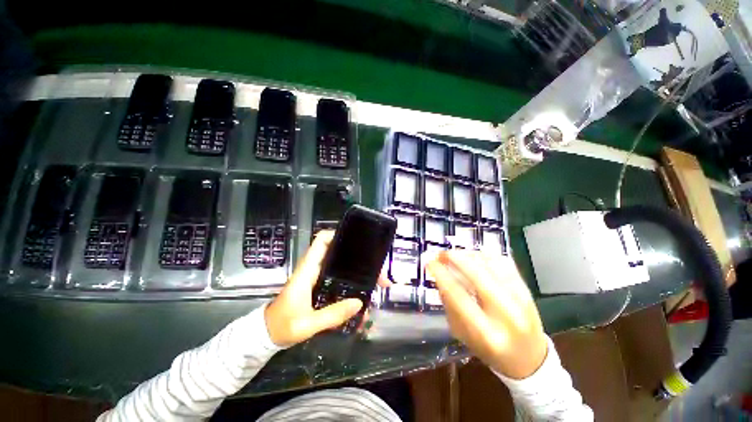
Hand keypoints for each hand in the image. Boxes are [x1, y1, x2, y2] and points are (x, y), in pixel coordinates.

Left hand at [265, 231, 387, 347]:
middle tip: (379, 273)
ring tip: (377, 284)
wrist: (266, 335)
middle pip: (340, 254)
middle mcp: (315, 269)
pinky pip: (340, 280)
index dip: (337, 235)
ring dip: (360, 273)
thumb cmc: (282, 326)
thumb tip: (359, 303)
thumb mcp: (307, 324)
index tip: (357, 240)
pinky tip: (364, 296)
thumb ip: (332, 315)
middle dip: (360, 259)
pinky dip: (353, 284)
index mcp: (308, 270)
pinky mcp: (321, 286)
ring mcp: (318, 278)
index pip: (321, 242)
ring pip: (343, 267)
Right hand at [426, 250, 546, 378]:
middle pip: (477, 274)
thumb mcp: (461, 334)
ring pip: (491, 264)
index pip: (458, 295)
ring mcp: (520, 300)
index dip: (441, 274)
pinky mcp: (527, 290)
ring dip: (469, 255)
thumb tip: (440, 276)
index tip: (430, 263)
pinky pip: (504, 262)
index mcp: (486, 332)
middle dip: (456, 258)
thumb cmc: (489, 349)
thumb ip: (449, 305)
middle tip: (442, 253)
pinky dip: (486, 255)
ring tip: (457, 256)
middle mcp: (505, 314)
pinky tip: (475, 257)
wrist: (529, 359)